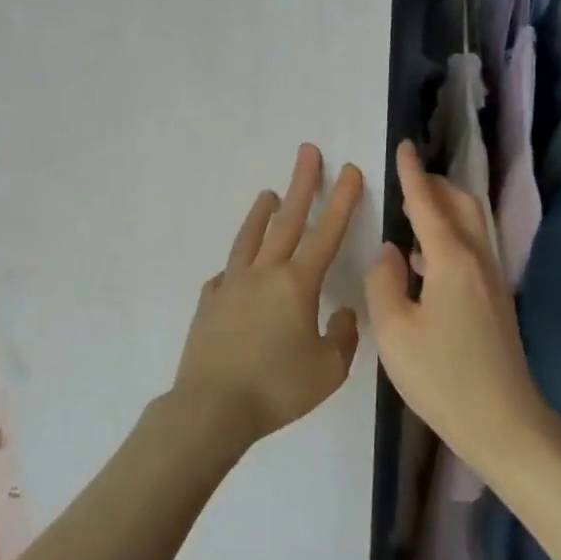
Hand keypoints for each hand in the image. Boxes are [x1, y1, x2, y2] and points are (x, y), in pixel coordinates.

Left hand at [172, 144, 364, 449]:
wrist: (212, 407)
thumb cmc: (277, 388)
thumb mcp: (328, 370)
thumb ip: (343, 337)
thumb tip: (342, 314)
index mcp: (297, 284)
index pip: (327, 233)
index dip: (342, 200)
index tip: (350, 170)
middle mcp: (265, 273)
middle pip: (287, 219)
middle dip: (302, 184)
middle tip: (308, 152)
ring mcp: (232, 284)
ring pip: (251, 238)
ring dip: (262, 212)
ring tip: (269, 193)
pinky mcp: (210, 302)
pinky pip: (227, 274)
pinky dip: (238, 265)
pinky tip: (238, 269)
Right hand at [365, 140, 550, 475]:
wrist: (504, 422)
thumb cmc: (442, 377)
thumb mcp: (394, 331)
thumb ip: (384, 282)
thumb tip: (390, 251)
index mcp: (451, 260)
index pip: (428, 203)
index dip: (412, 173)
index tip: (403, 146)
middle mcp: (477, 259)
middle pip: (461, 204)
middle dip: (435, 184)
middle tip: (407, 178)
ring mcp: (491, 279)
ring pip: (470, 225)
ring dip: (444, 208)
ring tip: (412, 211)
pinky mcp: (495, 299)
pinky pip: (472, 248)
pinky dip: (449, 235)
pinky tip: (424, 260)